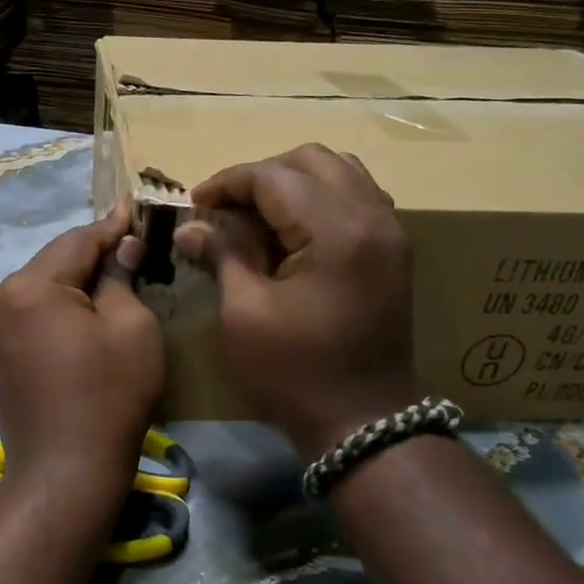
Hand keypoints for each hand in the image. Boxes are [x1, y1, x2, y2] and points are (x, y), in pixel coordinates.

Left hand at [0, 204, 163, 496]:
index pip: (77, 241)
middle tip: (129, 245)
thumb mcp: (132, 327)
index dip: (111, 225)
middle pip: (53, 264)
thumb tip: (120, 248)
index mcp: (28, 287)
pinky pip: (28, 314)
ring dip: (71, 283)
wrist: (64, 472)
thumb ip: (122, 277)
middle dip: (91, 256)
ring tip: (109, 278)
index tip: (134, 207)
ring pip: (38, 288)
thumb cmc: (109, 396)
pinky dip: (54, 308)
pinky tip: (79, 313)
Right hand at [173, 145, 415, 456]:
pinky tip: (290, 232)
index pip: (273, 176)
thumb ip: (222, 255)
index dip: (227, 184)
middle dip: (260, 177)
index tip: (194, 205)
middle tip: (224, 210)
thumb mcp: (244, 313)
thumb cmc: (294, 372)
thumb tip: (190, 227)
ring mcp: (391, 232)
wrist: (362, 423)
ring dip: (291, 183)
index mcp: (336, 231)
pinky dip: (318, 200)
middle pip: (311, 160)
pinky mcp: (393, 250)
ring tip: (255, 217)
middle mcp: (373, 217)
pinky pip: (355, 198)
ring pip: (338, 172)